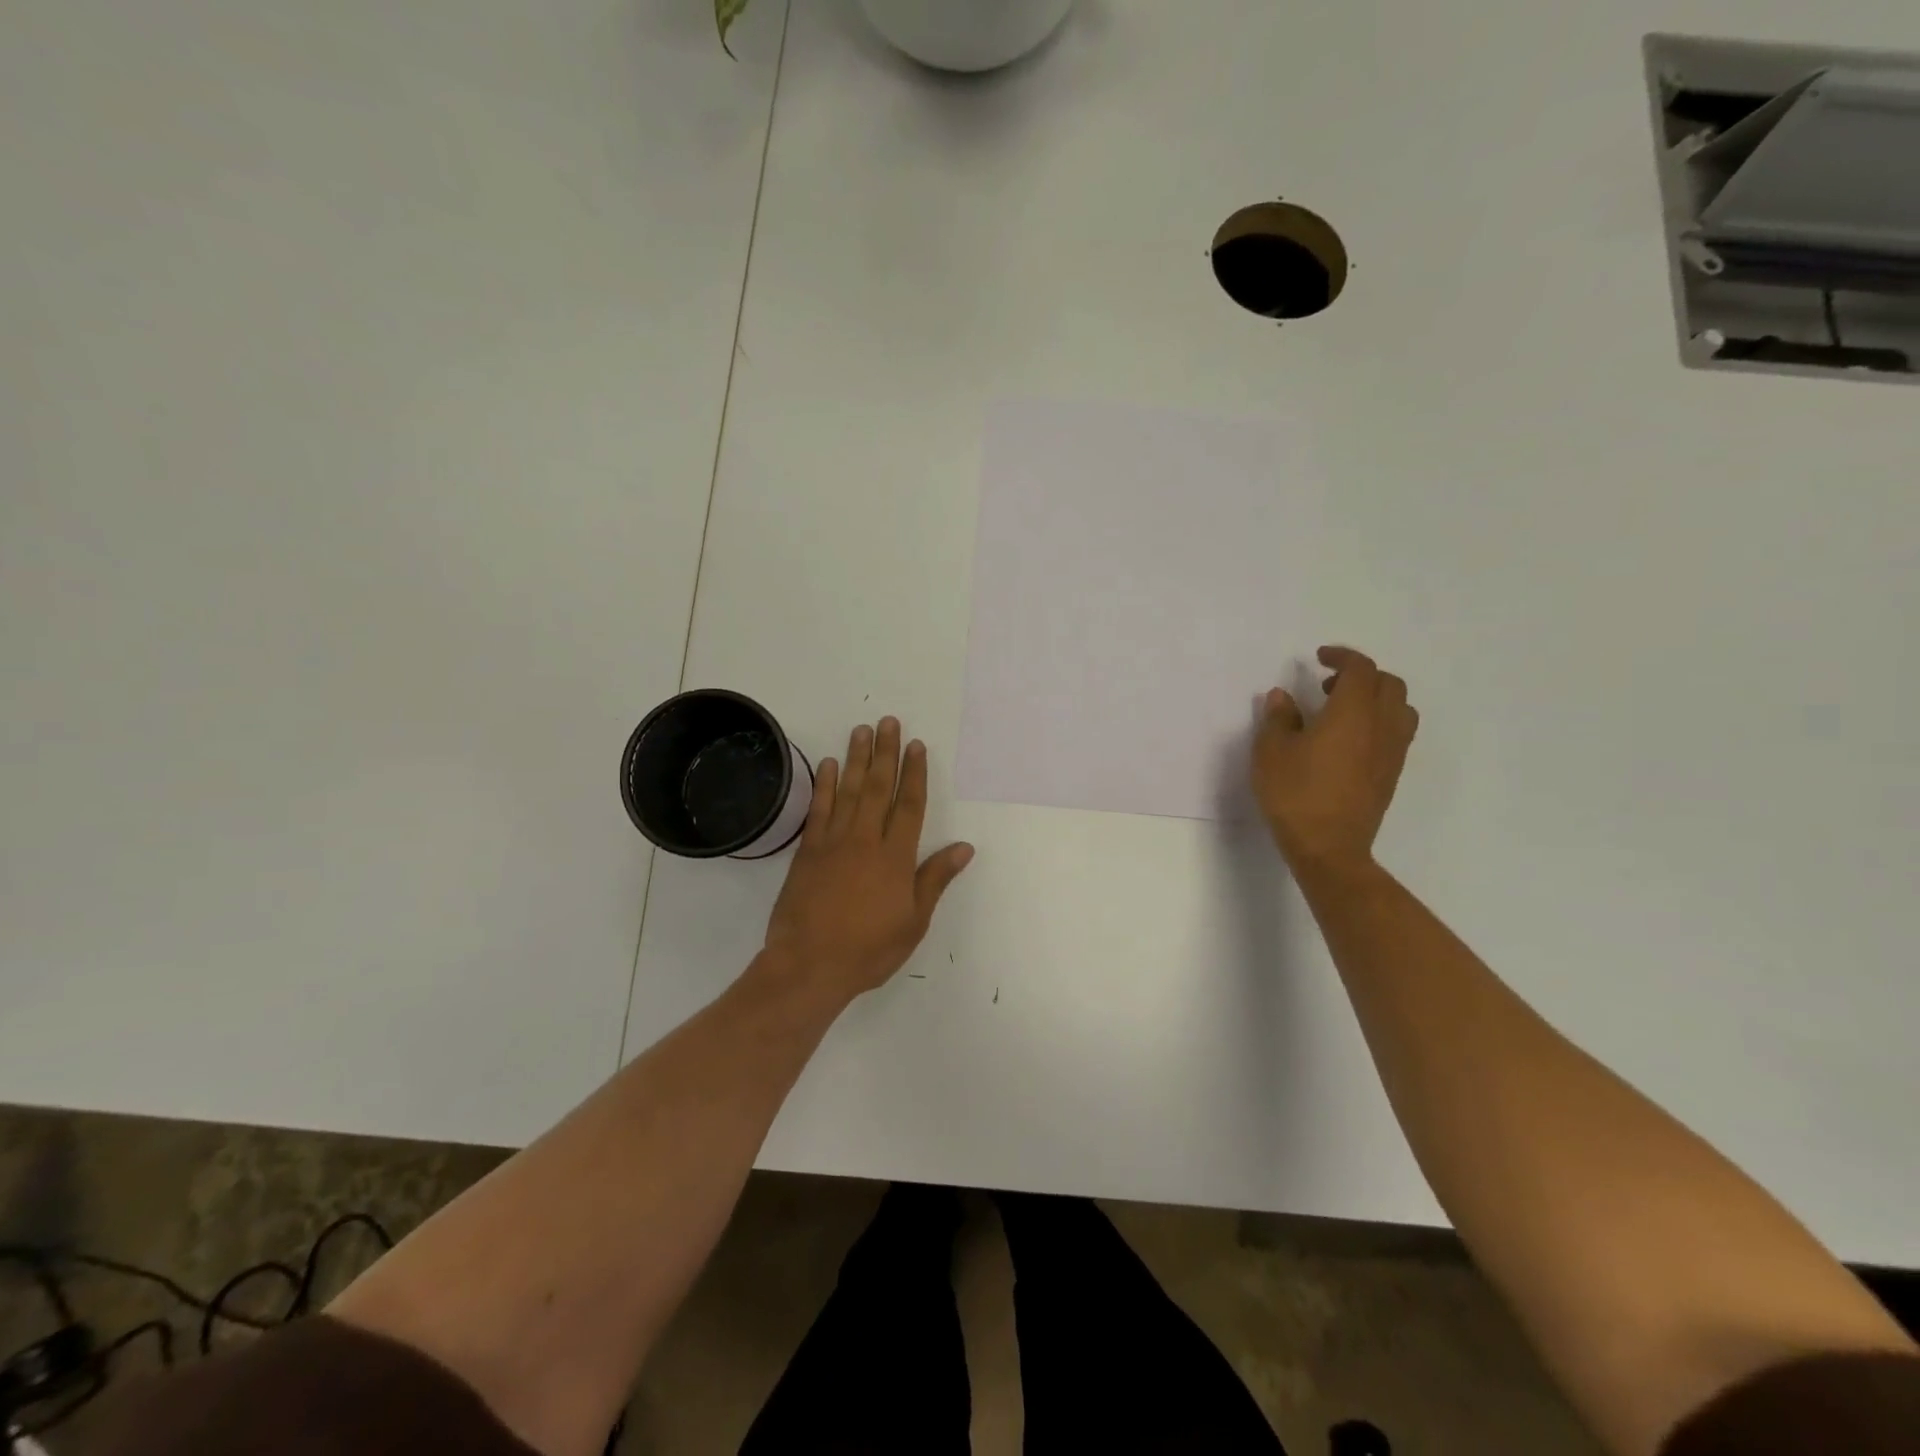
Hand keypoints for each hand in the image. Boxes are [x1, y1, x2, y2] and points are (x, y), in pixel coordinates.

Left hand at [761, 717, 974, 1004]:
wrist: (808, 965)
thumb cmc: (869, 949)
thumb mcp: (914, 921)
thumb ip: (935, 879)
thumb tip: (964, 847)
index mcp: (896, 857)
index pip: (909, 805)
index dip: (914, 773)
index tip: (916, 745)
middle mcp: (865, 840)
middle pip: (878, 787)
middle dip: (885, 753)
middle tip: (888, 722)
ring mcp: (833, 842)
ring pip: (847, 790)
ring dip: (856, 758)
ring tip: (862, 731)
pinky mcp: (807, 851)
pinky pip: (818, 809)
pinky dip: (824, 785)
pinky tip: (827, 765)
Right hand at [1253, 646, 1418, 872]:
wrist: (1329, 847)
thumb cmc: (1295, 794)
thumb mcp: (1271, 752)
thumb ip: (1278, 718)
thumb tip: (1283, 697)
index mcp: (1352, 712)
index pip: (1360, 669)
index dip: (1342, 656)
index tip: (1319, 658)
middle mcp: (1381, 725)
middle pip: (1389, 684)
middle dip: (1362, 675)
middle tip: (1329, 685)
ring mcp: (1392, 752)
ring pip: (1400, 708)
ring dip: (1377, 699)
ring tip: (1344, 711)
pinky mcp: (1392, 774)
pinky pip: (1397, 733)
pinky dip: (1379, 723)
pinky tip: (1350, 741)